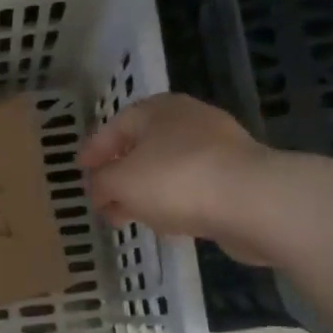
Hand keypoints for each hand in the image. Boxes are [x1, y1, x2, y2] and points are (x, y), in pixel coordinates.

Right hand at [77, 95, 278, 261]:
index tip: (79, 170)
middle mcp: (189, 121)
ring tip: (126, 217)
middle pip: (144, 146)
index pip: (117, 125)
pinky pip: (192, 188)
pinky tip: (164, 223)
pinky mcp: (236, 178)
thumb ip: (101, 184)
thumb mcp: (121, 181)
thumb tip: (98, 189)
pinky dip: (172, 202)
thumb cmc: (176, 180)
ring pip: (168, 169)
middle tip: (101, 198)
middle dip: (119, 174)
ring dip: (145, 192)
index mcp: (159, 110)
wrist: (252, 202)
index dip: (95, 148)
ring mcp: (217, 149)